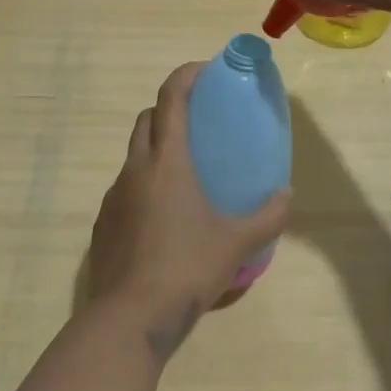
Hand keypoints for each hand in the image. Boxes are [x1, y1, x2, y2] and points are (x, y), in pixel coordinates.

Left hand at [86, 61, 291, 356]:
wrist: (128, 319)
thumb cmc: (185, 269)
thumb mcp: (236, 244)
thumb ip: (268, 217)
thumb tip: (288, 195)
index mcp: (167, 161)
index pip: (171, 97)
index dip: (186, 75)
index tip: (205, 71)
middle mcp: (136, 168)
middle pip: (147, 118)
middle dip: (169, 109)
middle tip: (198, 123)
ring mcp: (114, 195)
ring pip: (134, 154)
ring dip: (156, 149)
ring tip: (184, 175)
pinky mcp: (103, 223)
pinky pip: (124, 188)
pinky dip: (143, 185)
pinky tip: (162, 218)